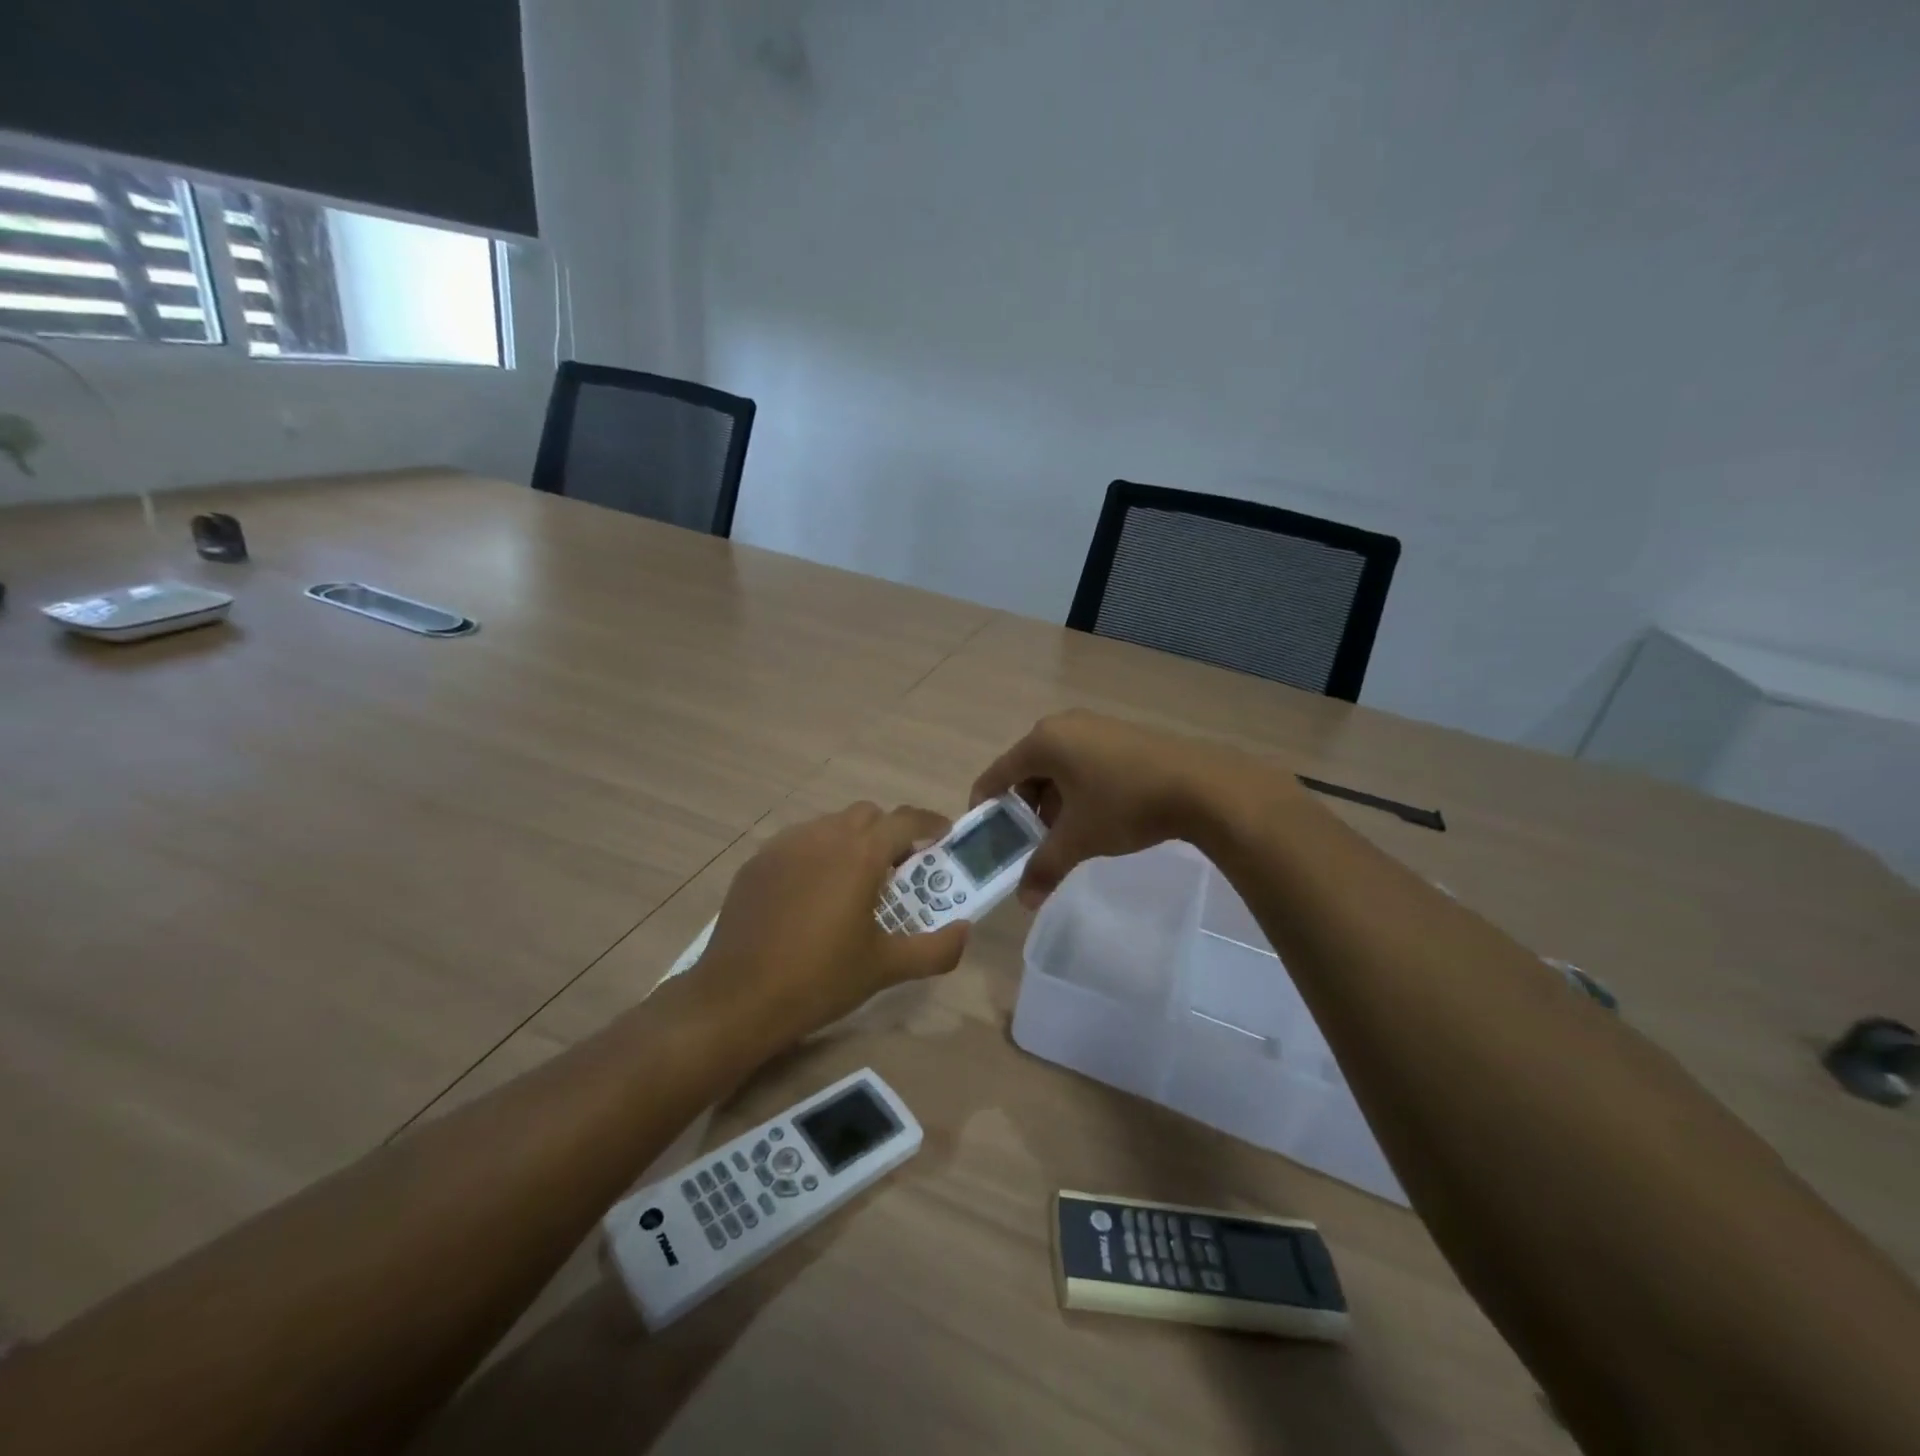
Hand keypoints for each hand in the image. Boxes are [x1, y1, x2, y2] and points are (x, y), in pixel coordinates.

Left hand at [694, 803, 969, 1051]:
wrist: (738, 998)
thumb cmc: (820, 980)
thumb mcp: (886, 968)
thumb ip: (936, 948)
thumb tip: (966, 930)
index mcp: (860, 854)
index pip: (905, 820)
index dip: (930, 824)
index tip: (943, 836)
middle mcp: (823, 836)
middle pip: (867, 815)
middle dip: (889, 832)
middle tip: (898, 868)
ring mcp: (785, 845)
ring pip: (830, 824)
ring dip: (852, 841)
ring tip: (854, 881)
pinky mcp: (758, 862)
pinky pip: (798, 842)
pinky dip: (817, 854)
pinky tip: (812, 894)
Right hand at [970, 710, 1287, 905]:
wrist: (1199, 785)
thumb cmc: (1124, 804)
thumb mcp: (1079, 839)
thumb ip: (1044, 867)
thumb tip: (1024, 901)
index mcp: (1043, 742)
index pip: (998, 773)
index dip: (986, 804)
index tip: (983, 831)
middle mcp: (1064, 726)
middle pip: (1027, 769)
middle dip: (1023, 807)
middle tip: (1027, 840)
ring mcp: (1095, 727)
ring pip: (1057, 766)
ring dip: (1052, 800)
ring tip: (1061, 834)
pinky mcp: (1121, 735)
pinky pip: (1082, 761)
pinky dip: (1076, 788)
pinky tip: (1092, 816)